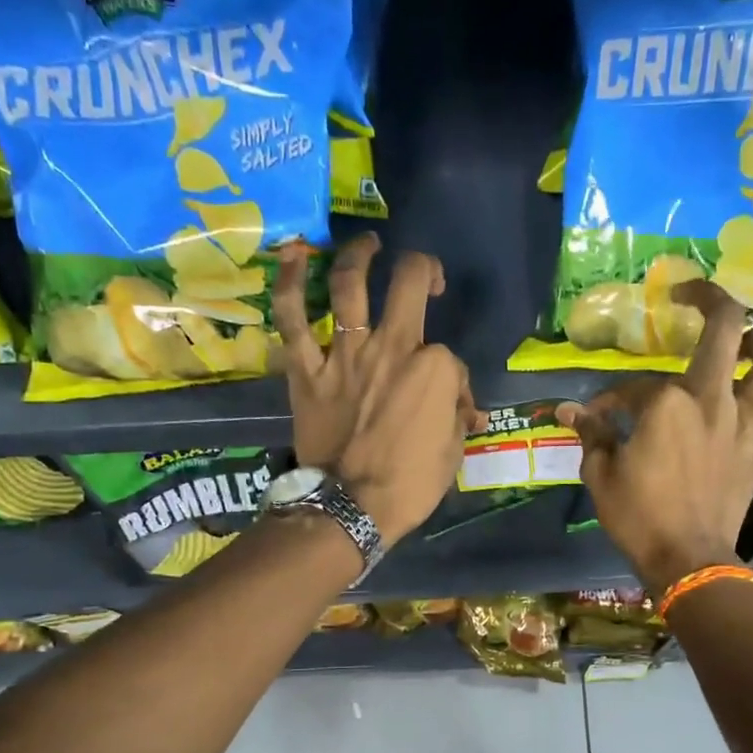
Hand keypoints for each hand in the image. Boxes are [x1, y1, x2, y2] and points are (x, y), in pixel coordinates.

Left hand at [271, 234, 481, 545]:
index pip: (448, 355)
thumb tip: (463, 405)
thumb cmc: (411, 485)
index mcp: (435, 369)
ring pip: (349, 284)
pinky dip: (289, 283)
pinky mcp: (307, 369)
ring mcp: (346, 354)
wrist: (351, 508)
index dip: (451, 376)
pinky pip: (293, 318)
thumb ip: (457, 416)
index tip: (448, 400)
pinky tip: (294, 254)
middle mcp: (392, 347)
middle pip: (407, 284)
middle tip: (422, 275)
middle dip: (421, 269)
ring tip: (367, 245)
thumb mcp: (453, 452)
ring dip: (359, 255)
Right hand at [558, 281, 752, 596]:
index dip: (611, 398)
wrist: (686, 559)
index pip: (634, 385)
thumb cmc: (638, 517)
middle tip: (691, 296)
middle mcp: (712, 400)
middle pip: (727, 330)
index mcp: (667, 402)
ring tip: (749, 345)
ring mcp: (745, 424)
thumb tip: (568, 411)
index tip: (597, 416)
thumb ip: (591, 434)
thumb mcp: (600, 474)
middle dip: (709, 298)